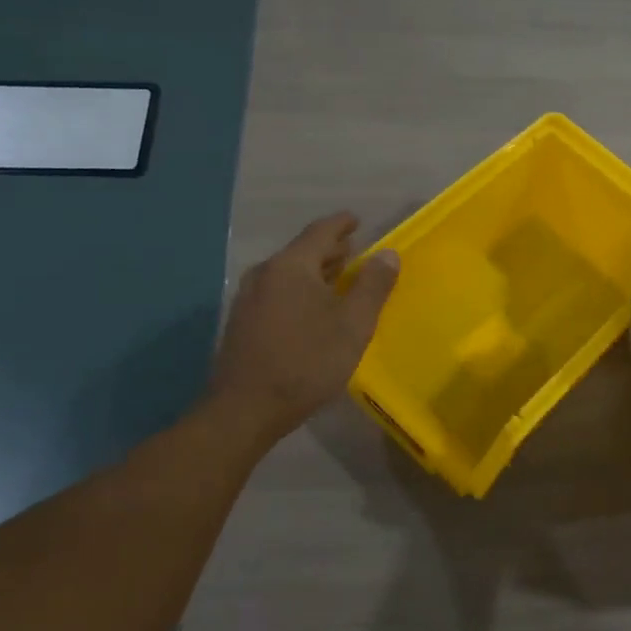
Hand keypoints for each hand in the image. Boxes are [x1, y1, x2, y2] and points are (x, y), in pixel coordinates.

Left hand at [209, 213, 399, 443]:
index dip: (341, 224)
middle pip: (301, 251)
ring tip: (336, 278)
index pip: (320, 232)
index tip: (356, 220)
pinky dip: (298, 290)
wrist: (245, 409)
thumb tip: (388, 254)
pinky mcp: (242, 323)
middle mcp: (265, 274)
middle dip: (329, 249)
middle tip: (352, 251)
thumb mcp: (353, 325)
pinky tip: (310, 309)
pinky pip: (276, 292)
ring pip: (287, 273)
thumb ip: (373, 286)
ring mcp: (248, 299)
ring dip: (313, 272)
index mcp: (291, 266)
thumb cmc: (307, 362)